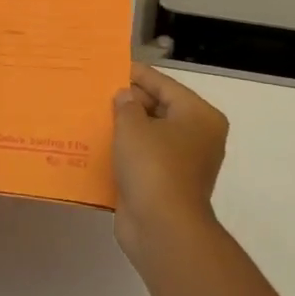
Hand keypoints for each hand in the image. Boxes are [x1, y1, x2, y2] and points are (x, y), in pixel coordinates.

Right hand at [112, 62, 228, 256]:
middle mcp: (198, 137)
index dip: (137, 75)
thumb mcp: (133, 126)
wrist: (162, 229)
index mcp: (199, 116)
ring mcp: (183, 163)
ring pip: (150, 135)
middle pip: (160, 108)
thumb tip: (125, 97)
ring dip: (125, 128)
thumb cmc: (153, 166)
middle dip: (130, 102)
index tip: (112, 66)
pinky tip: (99, 145)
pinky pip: (143, 159)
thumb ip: (126, 104)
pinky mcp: (166, 185)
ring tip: (94, 114)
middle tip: (99, 92)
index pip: (165, 85)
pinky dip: (125, 153)